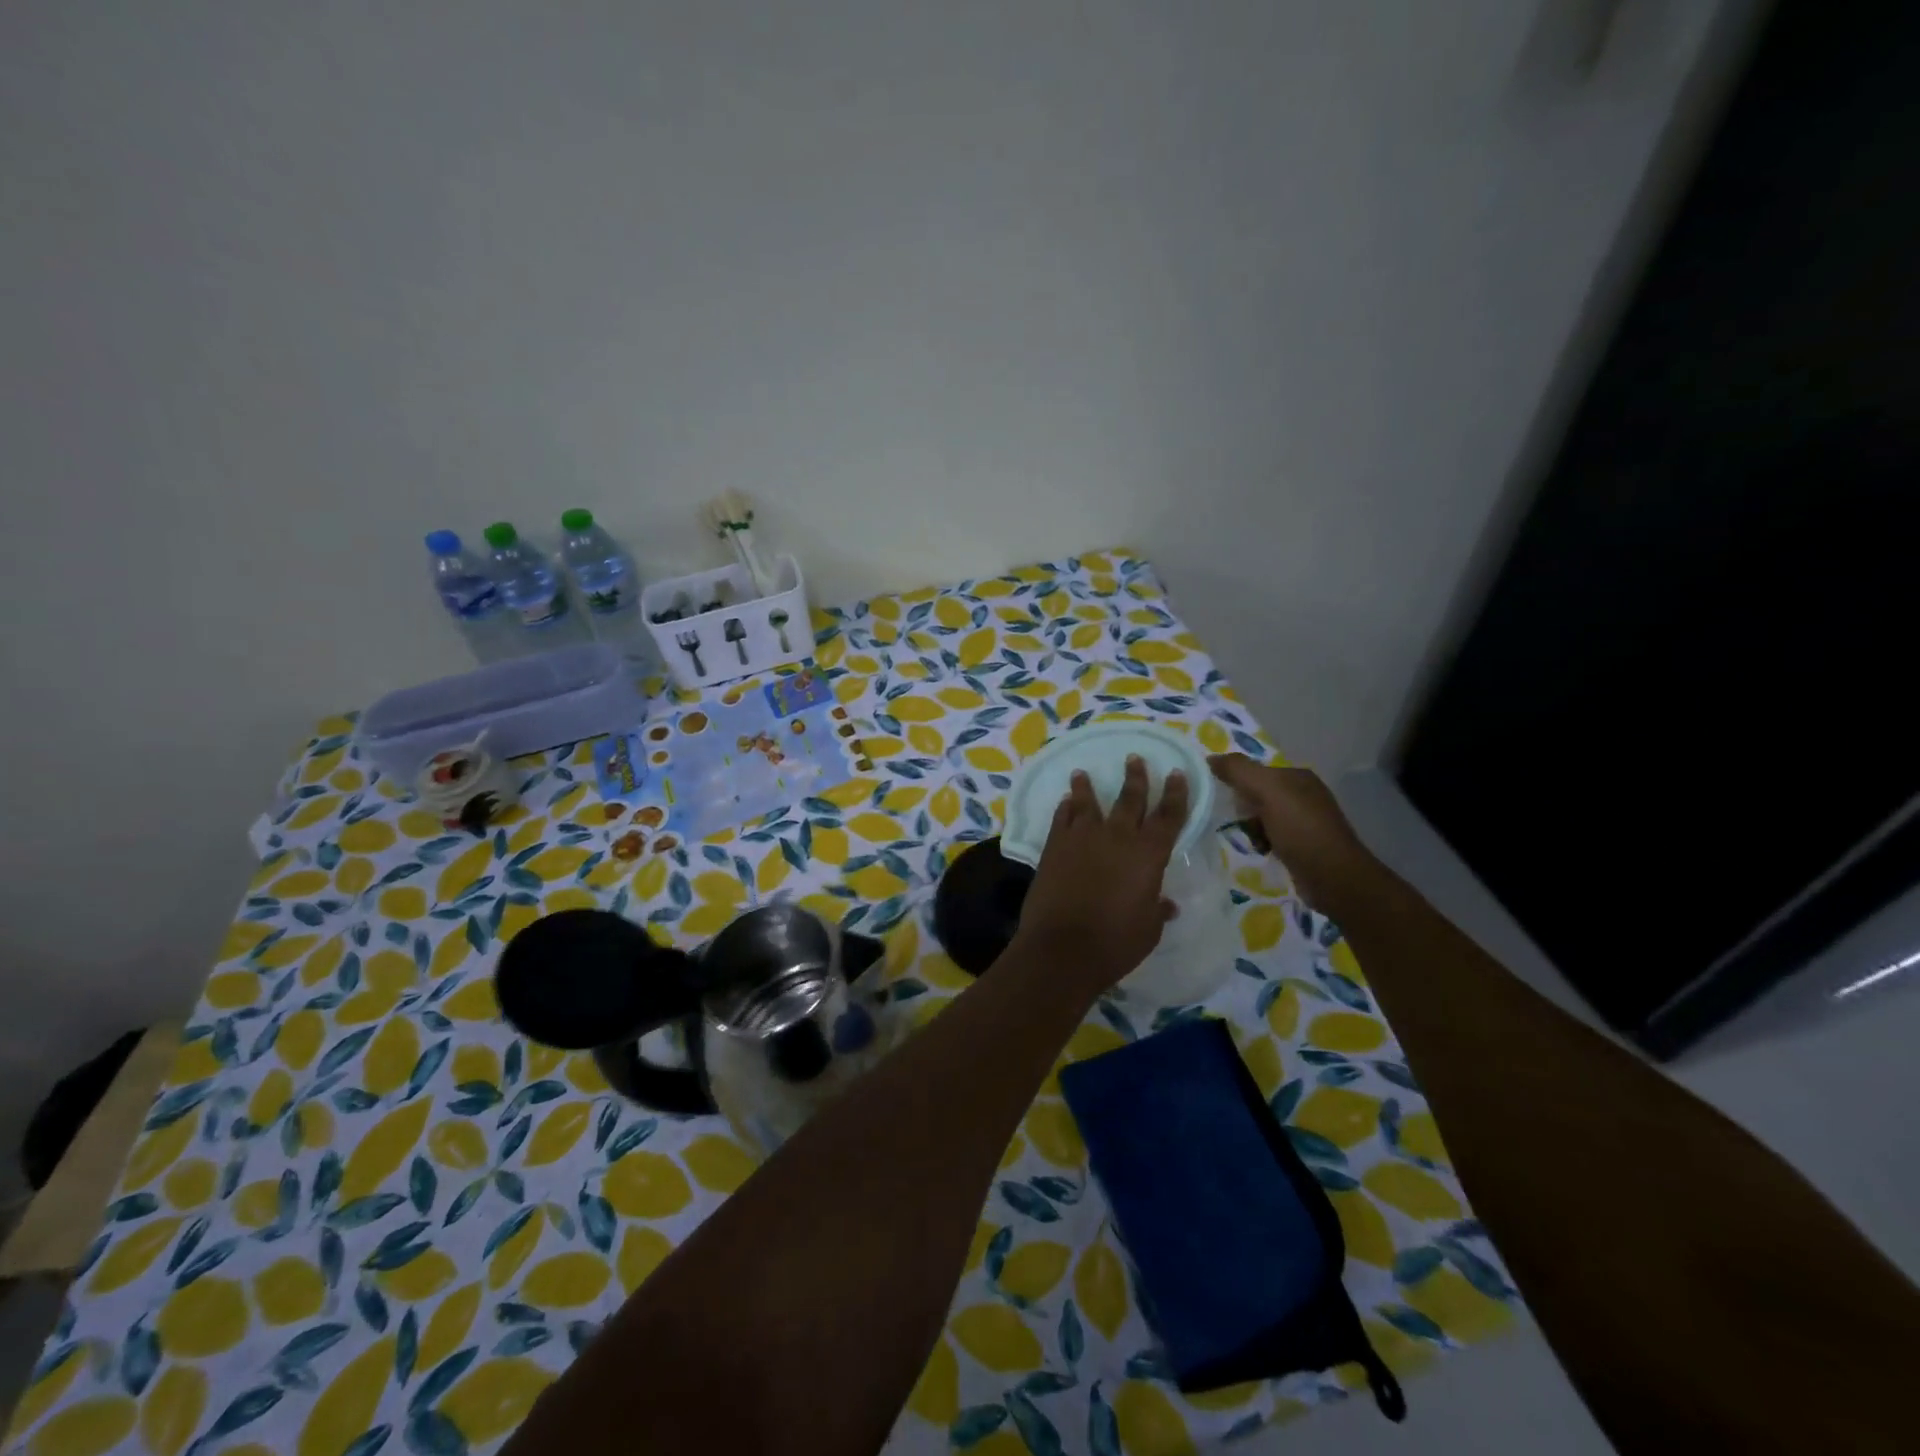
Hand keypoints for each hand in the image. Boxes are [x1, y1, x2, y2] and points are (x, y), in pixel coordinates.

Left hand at [1013, 756, 1186, 992]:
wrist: (1063, 947)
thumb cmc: (1115, 942)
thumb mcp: (1148, 929)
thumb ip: (1157, 909)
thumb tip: (1167, 904)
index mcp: (1149, 854)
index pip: (1169, 815)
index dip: (1175, 793)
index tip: (1176, 773)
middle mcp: (1117, 837)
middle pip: (1130, 799)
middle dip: (1136, 777)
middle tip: (1134, 758)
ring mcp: (1082, 838)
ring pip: (1088, 802)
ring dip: (1086, 786)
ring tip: (1082, 772)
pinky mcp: (1054, 846)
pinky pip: (1061, 818)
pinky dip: (1065, 808)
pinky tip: (1065, 802)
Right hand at [1208, 754, 1378, 912]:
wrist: (1333, 877)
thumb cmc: (1300, 829)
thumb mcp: (1268, 792)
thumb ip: (1239, 771)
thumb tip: (1210, 758)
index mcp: (1298, 776)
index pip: (1256, 771)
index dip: (1237, 783)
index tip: (1224, 799)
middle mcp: (1304, 795)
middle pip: (1258, 794)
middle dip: (1244, 809)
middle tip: (1238, 822)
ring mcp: (1305, 821)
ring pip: (1262, 817)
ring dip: (1251, 828)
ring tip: (1251, 840)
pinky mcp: (1303, 845)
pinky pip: (1271, 836)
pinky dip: (1262, 843)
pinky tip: (1262, 851)